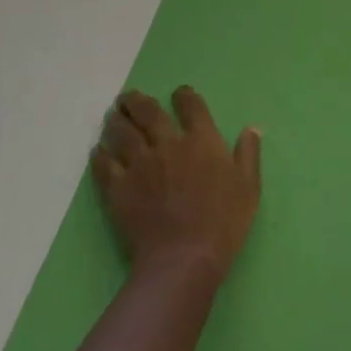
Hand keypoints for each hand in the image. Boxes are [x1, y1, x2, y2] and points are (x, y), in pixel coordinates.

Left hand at [92, 86, 261, 285]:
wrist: (184, 257)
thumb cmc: (224, 221)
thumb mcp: (249, 186)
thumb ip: (248, 153)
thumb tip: (252, 128)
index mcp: (202, 140)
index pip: (191, 106)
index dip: (184, 96)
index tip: (179, 93)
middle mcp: (168, 144)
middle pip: (148, 113)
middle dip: (137, 101)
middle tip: (128, 96)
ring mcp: (139, 165)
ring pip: (122, 133)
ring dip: (116, 121)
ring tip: (112, 116)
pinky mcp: (118, 188)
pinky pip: (104, 165)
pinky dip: (101, 154)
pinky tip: (99, 150)